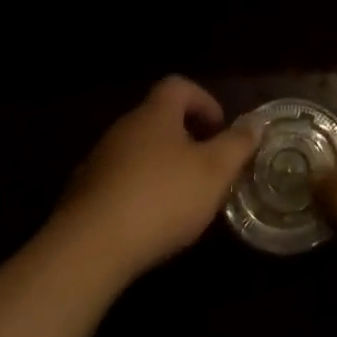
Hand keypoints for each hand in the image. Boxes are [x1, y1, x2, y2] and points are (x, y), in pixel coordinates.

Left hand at [53, 76, 259, 283]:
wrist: (87, 250)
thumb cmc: (160, 198)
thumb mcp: (213, 172)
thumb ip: (237, 145)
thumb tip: (254, 124)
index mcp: (155, 113)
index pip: (178, 86)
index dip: (203, 101)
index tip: (219, 129)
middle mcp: (124, 128)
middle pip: (158, 119)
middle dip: (185, 137)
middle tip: (207, 165)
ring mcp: (98, 162)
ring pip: (138, 152)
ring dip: (161, 167)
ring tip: (181, 199)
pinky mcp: (82, 197)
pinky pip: (118, 182)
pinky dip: (138, 193)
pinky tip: (149, 224)